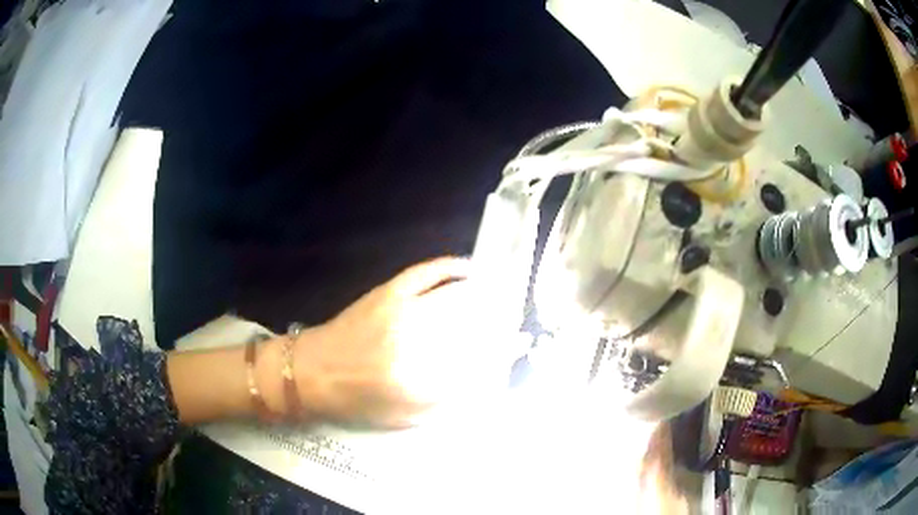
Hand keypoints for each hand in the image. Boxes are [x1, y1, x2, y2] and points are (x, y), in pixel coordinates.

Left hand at [293, 257, 511, 427]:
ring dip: (484, 295)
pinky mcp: (388, 292)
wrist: (311, 372)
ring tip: (502, 296)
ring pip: (455, 297)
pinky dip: (450, 267)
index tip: (518, 347)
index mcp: (418, 380)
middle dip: (499, 322)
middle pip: (471, 326)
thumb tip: (483, 382)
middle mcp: (414, 342)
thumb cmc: (356, 400)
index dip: (502, 353)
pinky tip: (469, 269)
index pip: (475, 363)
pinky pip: (426, 272)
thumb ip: (447, 404)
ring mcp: (401, 310)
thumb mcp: (404, 418)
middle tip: (515, 321)